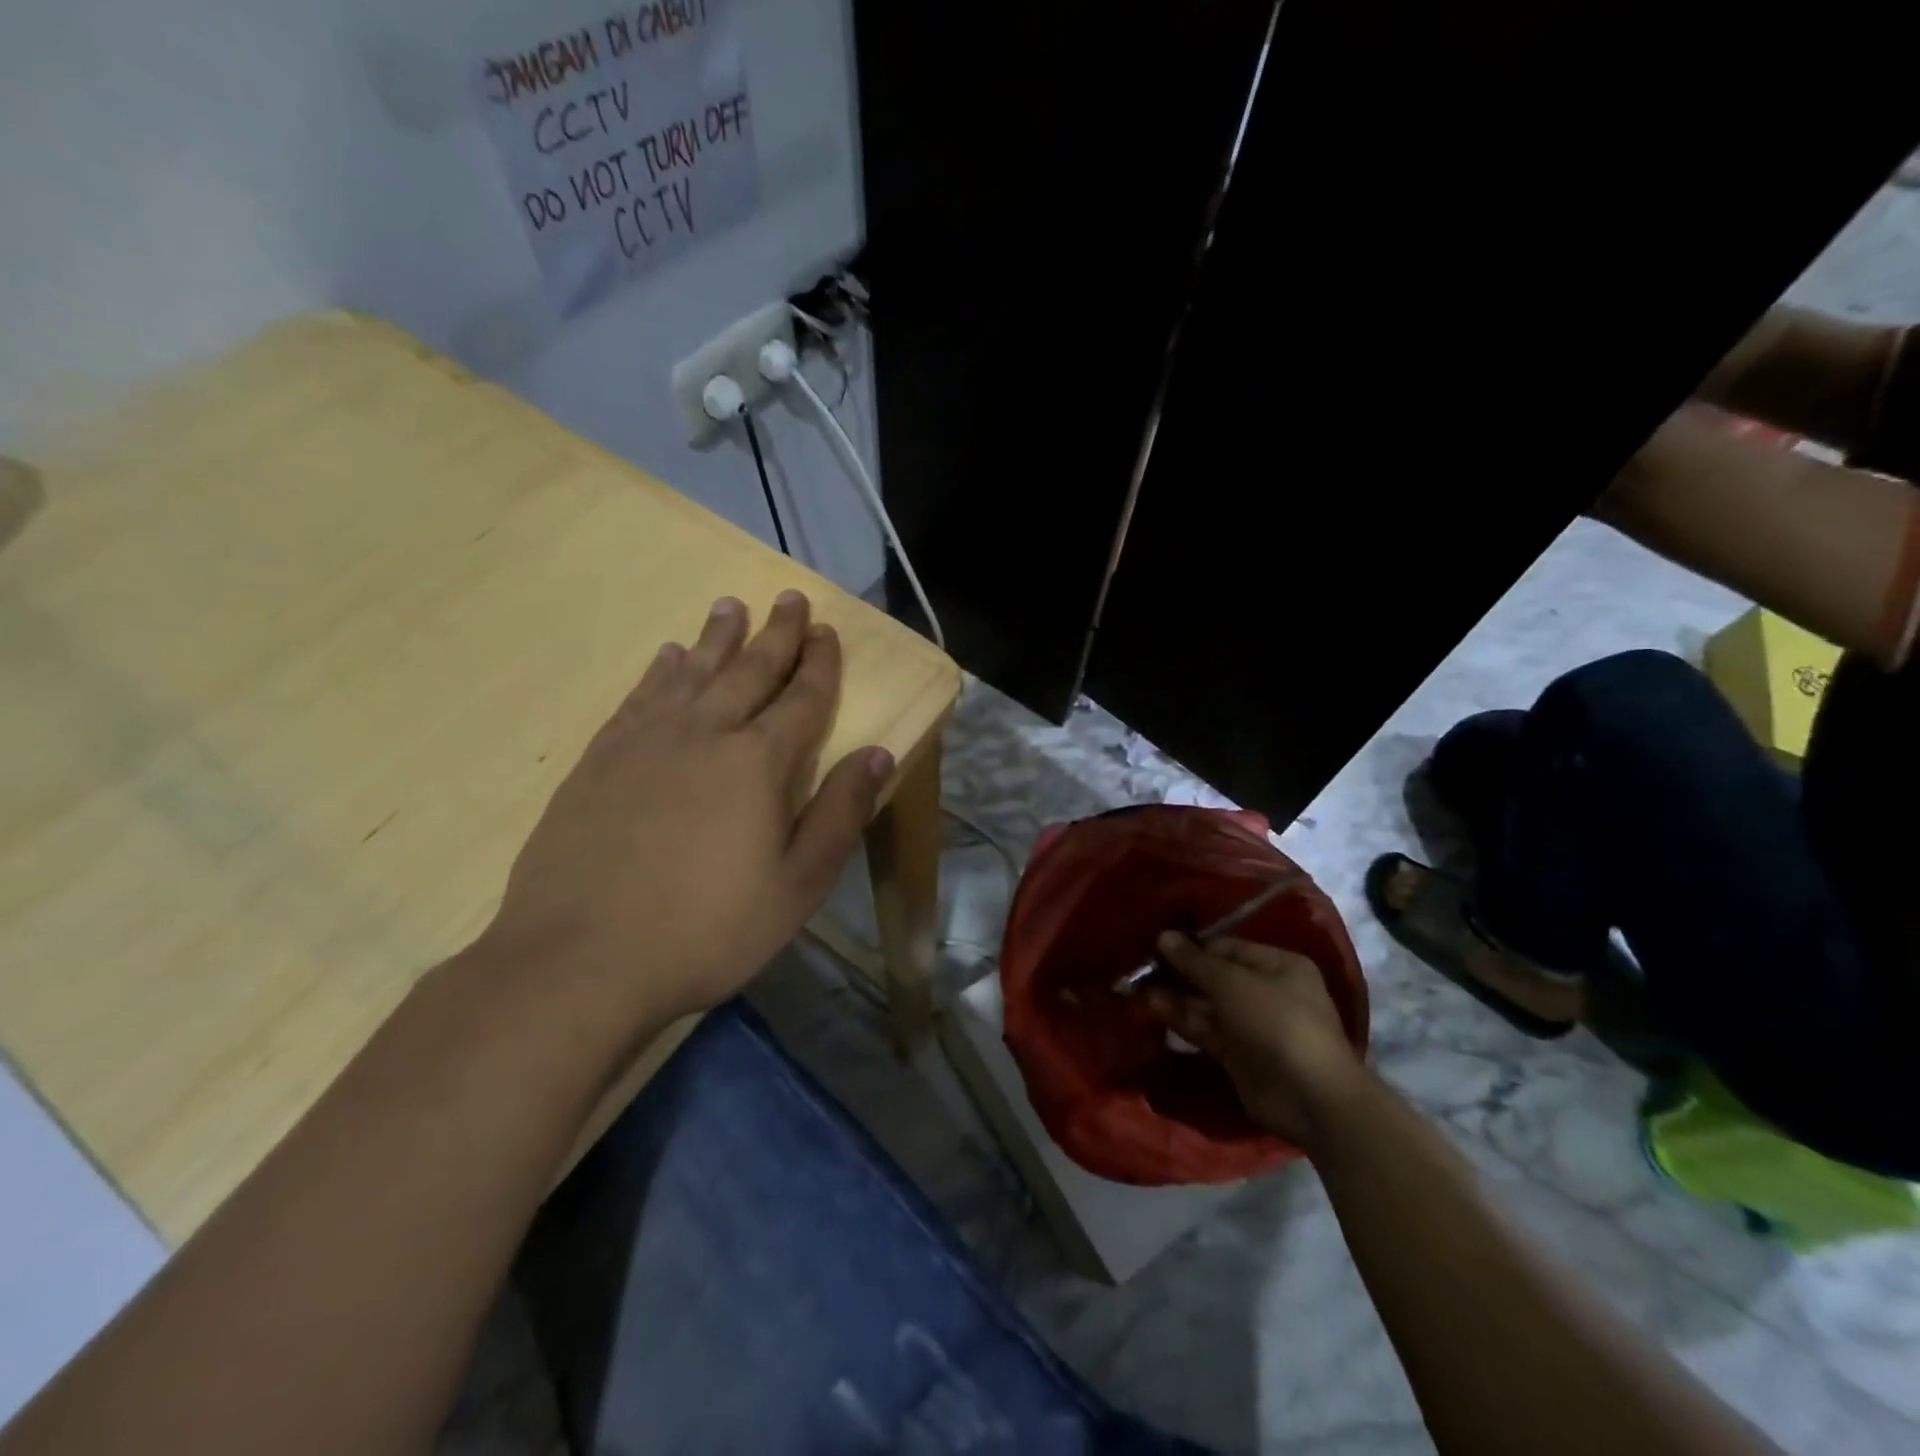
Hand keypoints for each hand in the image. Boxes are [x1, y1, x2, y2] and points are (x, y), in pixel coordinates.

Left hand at [478, 591, 892, 1034]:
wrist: (580, 960)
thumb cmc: (707, 929)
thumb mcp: (798, 885)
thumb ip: (841, 813)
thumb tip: (879, 754)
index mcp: (758, 763)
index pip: (801, 699)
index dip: (819, 664)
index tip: (827, 631)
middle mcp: (704, 734)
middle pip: (748, 671)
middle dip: (775, 634)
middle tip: (788, 597)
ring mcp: (645, 743)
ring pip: (691, 672)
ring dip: (716, 638)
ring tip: (729, 606)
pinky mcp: (599, 761)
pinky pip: (639, 698)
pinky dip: (659, 672)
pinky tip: (667, 657)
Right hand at [1146, 933, 1367, 1151]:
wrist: (1309, 1097)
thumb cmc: (1276, 1022)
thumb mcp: (1232, 983)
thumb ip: (1195, 961)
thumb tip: (1164, 936)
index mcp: (1278, 966)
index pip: (1228, 948)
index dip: (1193, 947)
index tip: (1158, 946)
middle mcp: (1267, 992)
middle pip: (1215, 977)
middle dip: (1181, 973)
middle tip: (1142, 969)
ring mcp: (1253, 1026)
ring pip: (1207, 1005)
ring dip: (1176, 997)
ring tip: (1139, 990)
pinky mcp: (1239, 1055)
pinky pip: (1207, 1031)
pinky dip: (1182, 1021)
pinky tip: (1153, 1009)